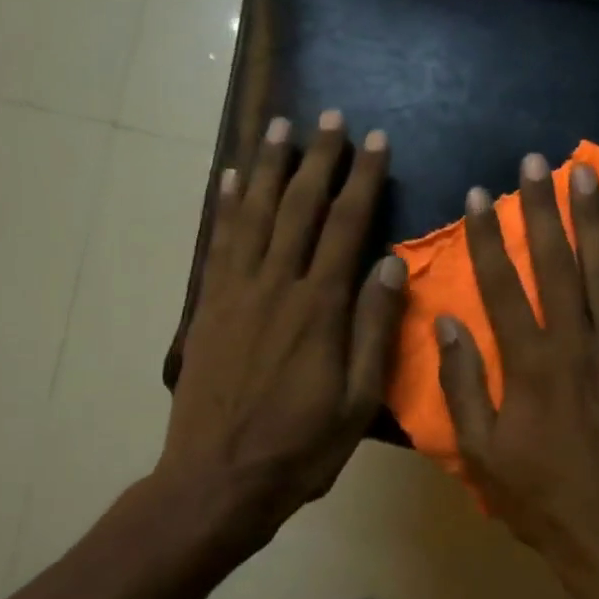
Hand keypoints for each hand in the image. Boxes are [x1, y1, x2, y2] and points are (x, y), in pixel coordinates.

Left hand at [161, 110, 407, 536]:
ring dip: (268, 167)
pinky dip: (225, 205)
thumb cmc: (299, 449)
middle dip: (319, 159)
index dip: (363, 180)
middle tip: (331, 118)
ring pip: (254, 214)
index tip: (376, 142)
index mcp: (319, 309)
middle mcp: (277, 287)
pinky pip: (218, 243)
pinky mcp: (207, 307)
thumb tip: (391, 266)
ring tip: (279, 126)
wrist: (218, 479)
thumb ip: (373, 330)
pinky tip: (230, 178)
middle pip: (299, 208)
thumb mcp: (358, 402)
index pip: (347, 227)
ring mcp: (235, 293)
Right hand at [435, 152, 598, 564]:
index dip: (488, 239)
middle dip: (543, 210)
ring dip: (593, 220)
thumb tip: (448, 324)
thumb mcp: (482, 452)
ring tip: (585, 175)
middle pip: (556, 264)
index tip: (479, 196)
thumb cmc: (541, 497)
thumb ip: (464, 385)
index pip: (502, 286)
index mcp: (528, 364)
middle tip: (536, 163)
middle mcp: (575, 344)